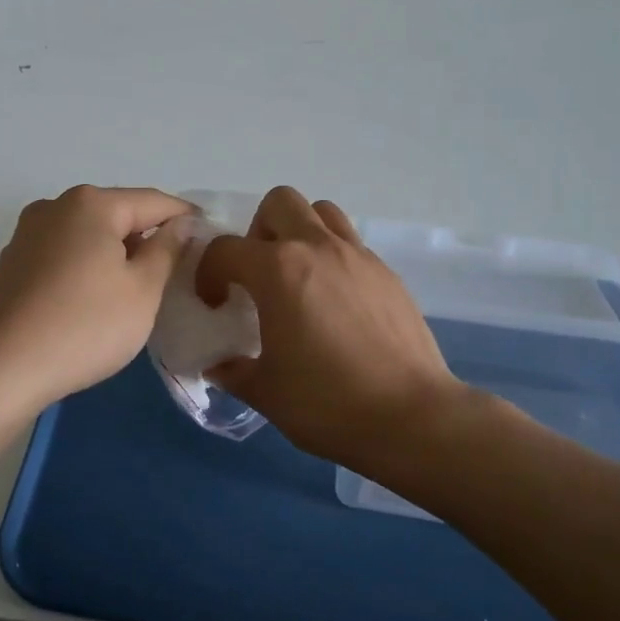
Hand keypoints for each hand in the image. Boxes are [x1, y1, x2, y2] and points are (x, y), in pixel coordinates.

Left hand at [0, 186, 192, 412]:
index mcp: (91, 203)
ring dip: (116, 256)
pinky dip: (87, 270)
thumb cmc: (84, 326)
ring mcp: (27, 234)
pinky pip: (64, 255)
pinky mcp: (11, 263)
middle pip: (118, 215)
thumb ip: (167, 250)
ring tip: (135, 294)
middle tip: (174, 277)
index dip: (186, 220)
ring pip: (89, 236)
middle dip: (148, 239)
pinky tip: (93, 303)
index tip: (210, 243)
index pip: (155, 202)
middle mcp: (55, 206)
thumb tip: (180, 224)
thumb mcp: (142, 290)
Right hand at [196, 187, 468, 473]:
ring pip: (323, 213)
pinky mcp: (388, 275)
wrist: (411, 418)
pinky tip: (335, 304)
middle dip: (258, 231)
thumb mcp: (265, 392)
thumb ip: (233, 371)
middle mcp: (318, 248)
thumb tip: (219, 365)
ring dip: (300, 233)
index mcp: (278, 270)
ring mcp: (359, 257)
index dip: (208, 273)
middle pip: (280, 203)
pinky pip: (352, 245)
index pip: (226, 249)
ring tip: (298, 278)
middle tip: (259, 275)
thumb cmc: (326, 403)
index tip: (215, 304)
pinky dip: (333, 259)